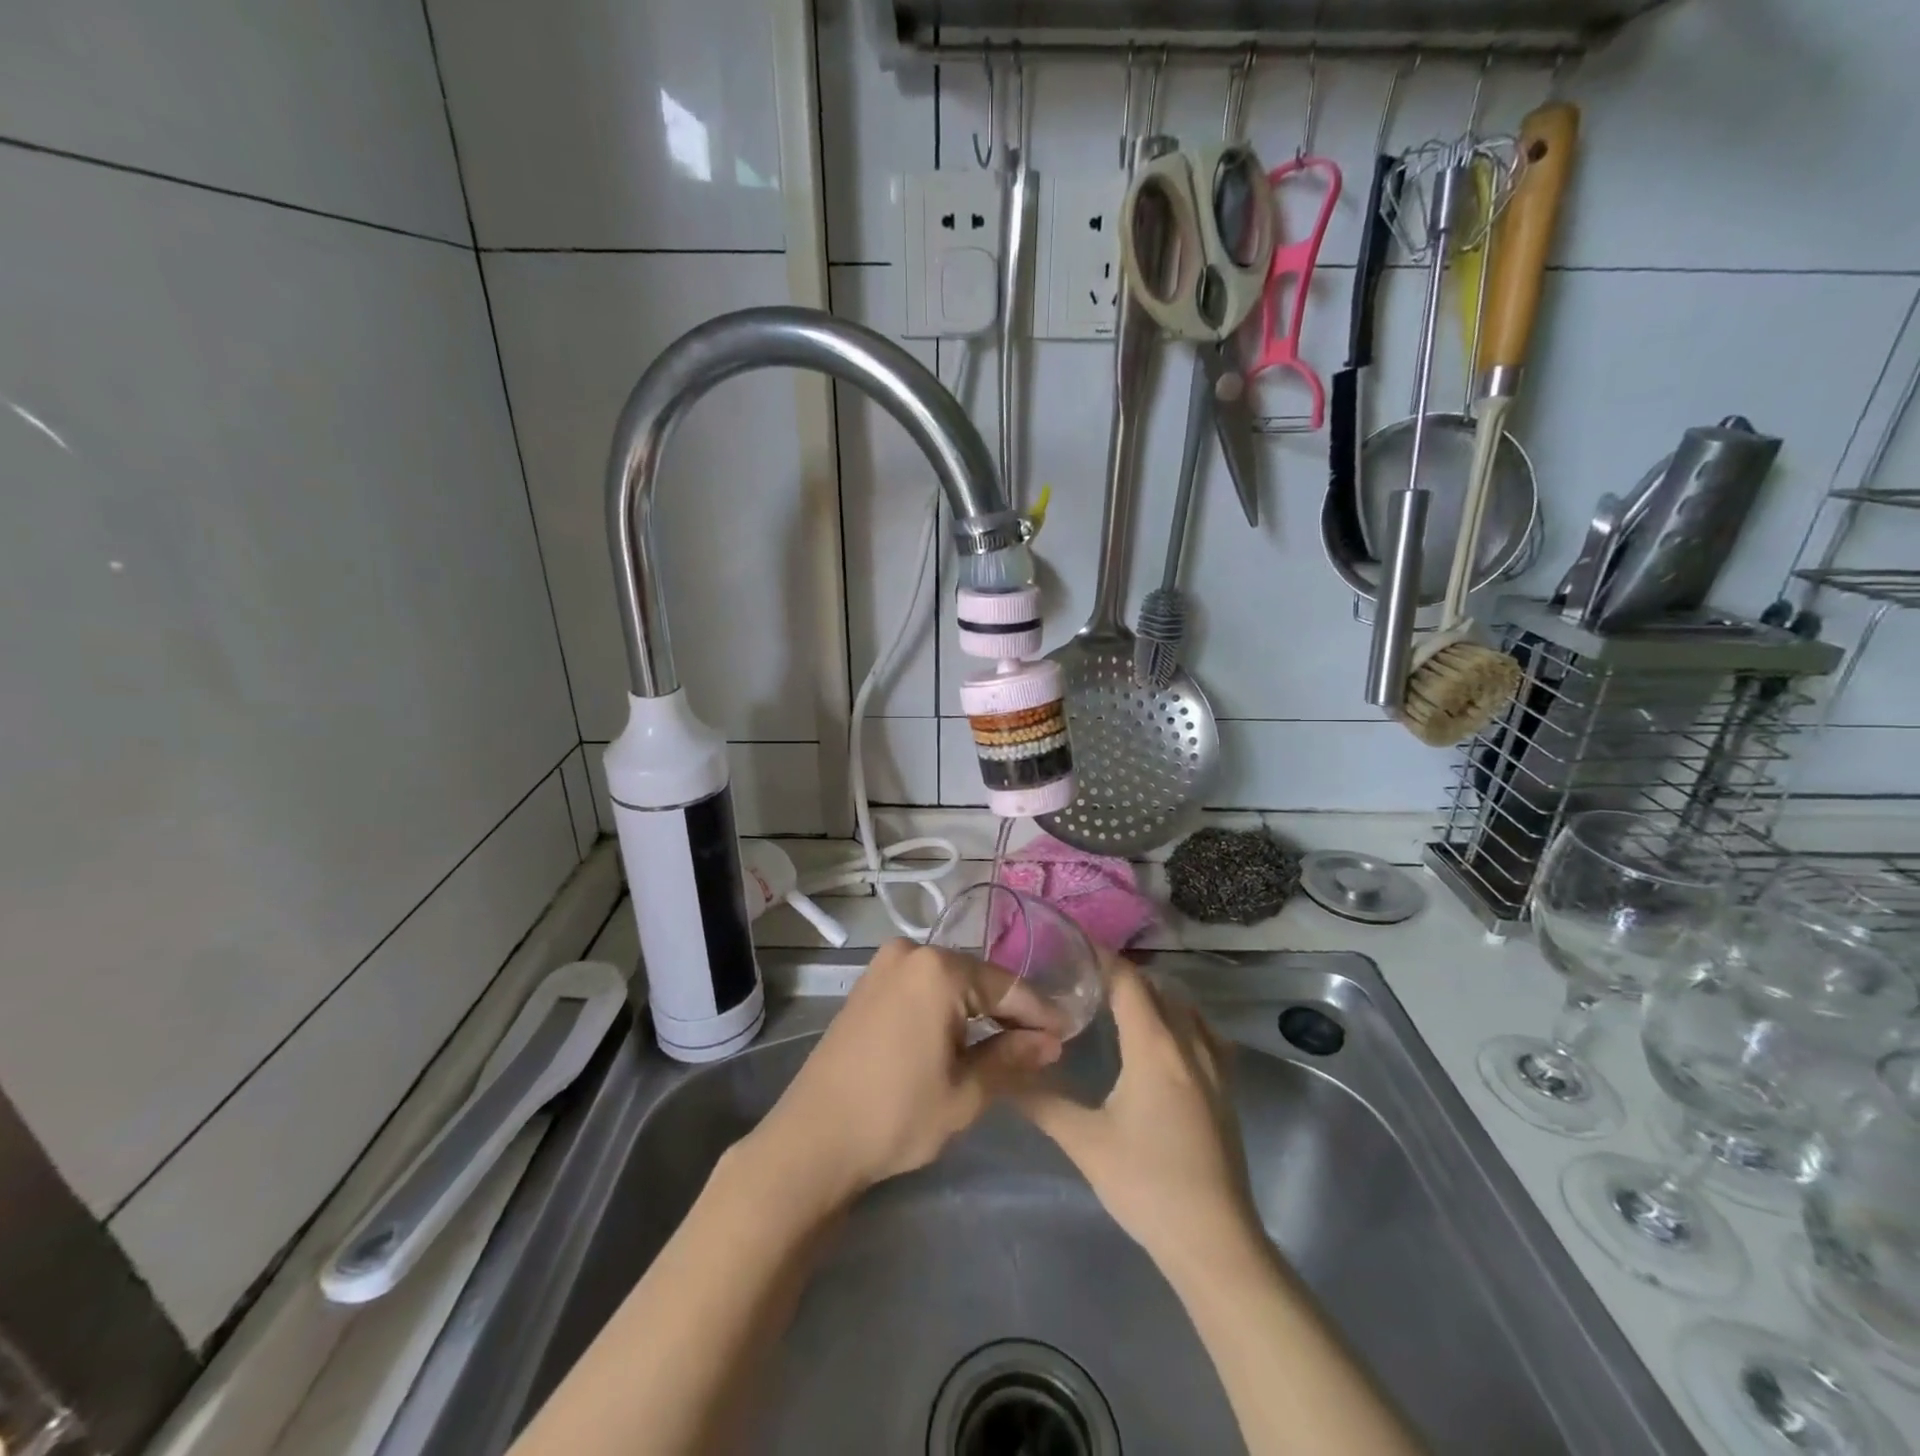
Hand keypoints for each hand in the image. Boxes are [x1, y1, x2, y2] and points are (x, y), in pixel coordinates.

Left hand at [746, 940, 1061, 1209]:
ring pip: (949, 982)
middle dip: (1009, 1010)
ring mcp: (884, 966)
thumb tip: (1051, 1042)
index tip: (1068, 1033)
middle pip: (977, 978)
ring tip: (1009, 1042)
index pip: (1006, 986)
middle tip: (1042, 1042)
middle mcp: (910, 953)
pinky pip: (922, 988)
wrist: (812, 1139)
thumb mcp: (965, 1093)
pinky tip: (963, 1035)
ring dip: (978, 1009)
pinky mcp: (868, 985)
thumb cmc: (895, 1115)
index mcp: (937, 969)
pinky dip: (947, 1008)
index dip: (1040, 1013)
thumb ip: (1012, 1059)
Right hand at [1015, 958, 1259, 1264]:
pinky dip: (1178, 1018)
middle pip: (1157, 989)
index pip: (1129, 982)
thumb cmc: (1148, 1185)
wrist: (1215, 1242)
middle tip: (1082, 977)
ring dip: (1153, 995)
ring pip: (1183, 1008)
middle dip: (1122, 975)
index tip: (1072, 946)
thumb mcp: (1085, 1142)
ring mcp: (1214, 1066)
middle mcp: (1189, 1044)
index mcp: (1155, 1047)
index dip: (1102, 958)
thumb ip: (1041, 1102)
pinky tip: (1161, 1039)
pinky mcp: (1225, 1088)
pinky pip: (1203, 1032)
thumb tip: (1000, 1074)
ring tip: (1116, 1001)